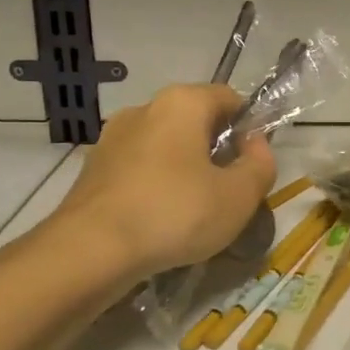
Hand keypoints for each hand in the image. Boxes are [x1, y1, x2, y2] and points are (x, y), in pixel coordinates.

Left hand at [36, 83, 276, 278]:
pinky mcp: (92, 168)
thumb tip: (255, 145)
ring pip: (165, 146)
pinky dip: (155, 185)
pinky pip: (139, 168)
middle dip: (216, 150)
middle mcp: (145, 108)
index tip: (252, 164)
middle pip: (195, 121)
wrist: (89, 251)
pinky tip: (160, 220)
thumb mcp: (239, 196)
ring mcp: (113, 138)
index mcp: (182, 103)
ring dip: (184, 169)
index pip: (229, 98)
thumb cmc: (174, 213)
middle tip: (228, 191)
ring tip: (193, 211)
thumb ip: (260, 165)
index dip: (249, 128)